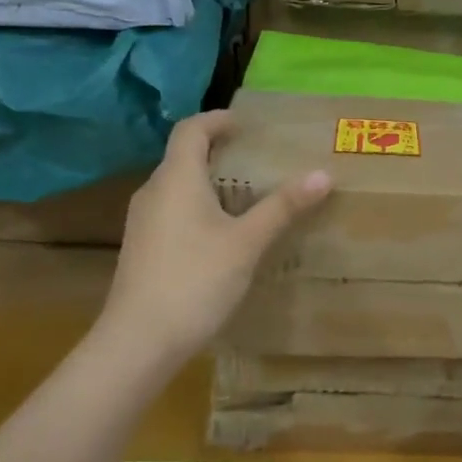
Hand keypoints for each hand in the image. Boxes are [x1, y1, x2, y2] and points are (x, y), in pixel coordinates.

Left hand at [95, 110, 330, 363]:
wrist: (139, 342)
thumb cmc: (195, 280)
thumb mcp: (247, 242)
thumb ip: (283, 206)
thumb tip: (322, 174)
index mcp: (176, 179)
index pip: (191, 129)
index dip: (218, 119)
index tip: (247, 124)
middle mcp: (154, 192)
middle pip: (184, 157)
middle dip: (220, 152)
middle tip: (259, 159)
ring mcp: (143, 222)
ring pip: (178, 187)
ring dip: (210, 182)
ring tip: (248, 195)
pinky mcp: (143, 248)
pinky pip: (173, 211)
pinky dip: (200, 207)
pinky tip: (224, 233)